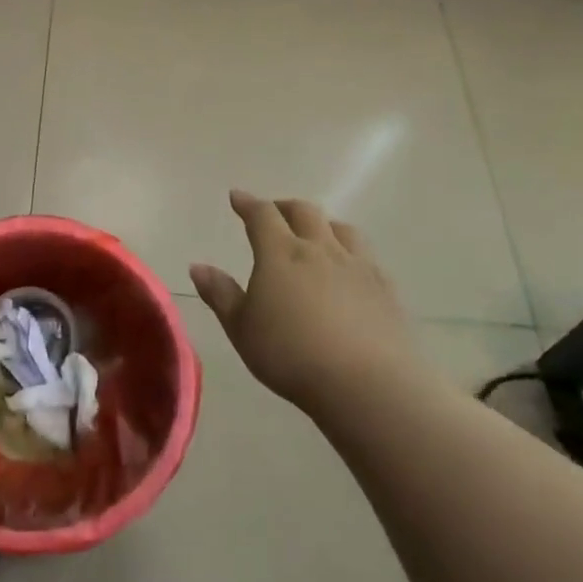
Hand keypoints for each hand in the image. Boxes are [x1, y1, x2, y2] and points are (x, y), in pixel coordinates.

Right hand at [189, 190, 413, 411]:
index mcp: (281, 253)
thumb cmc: (292, 355)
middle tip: (274, 212)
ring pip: (340, 228)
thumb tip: (198, 266)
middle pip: (304, 212)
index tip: (237, 197)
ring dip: (322, 224)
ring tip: (315, 235)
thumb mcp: (243, 329)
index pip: (262, 215)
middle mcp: (320, 249)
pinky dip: (350, 251)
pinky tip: (349, 269)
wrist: (367, 384)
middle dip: (284, 207)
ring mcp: (357, 265)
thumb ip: (221, 295)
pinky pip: (366, 255)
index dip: (248, 203)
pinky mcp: (385, 288)